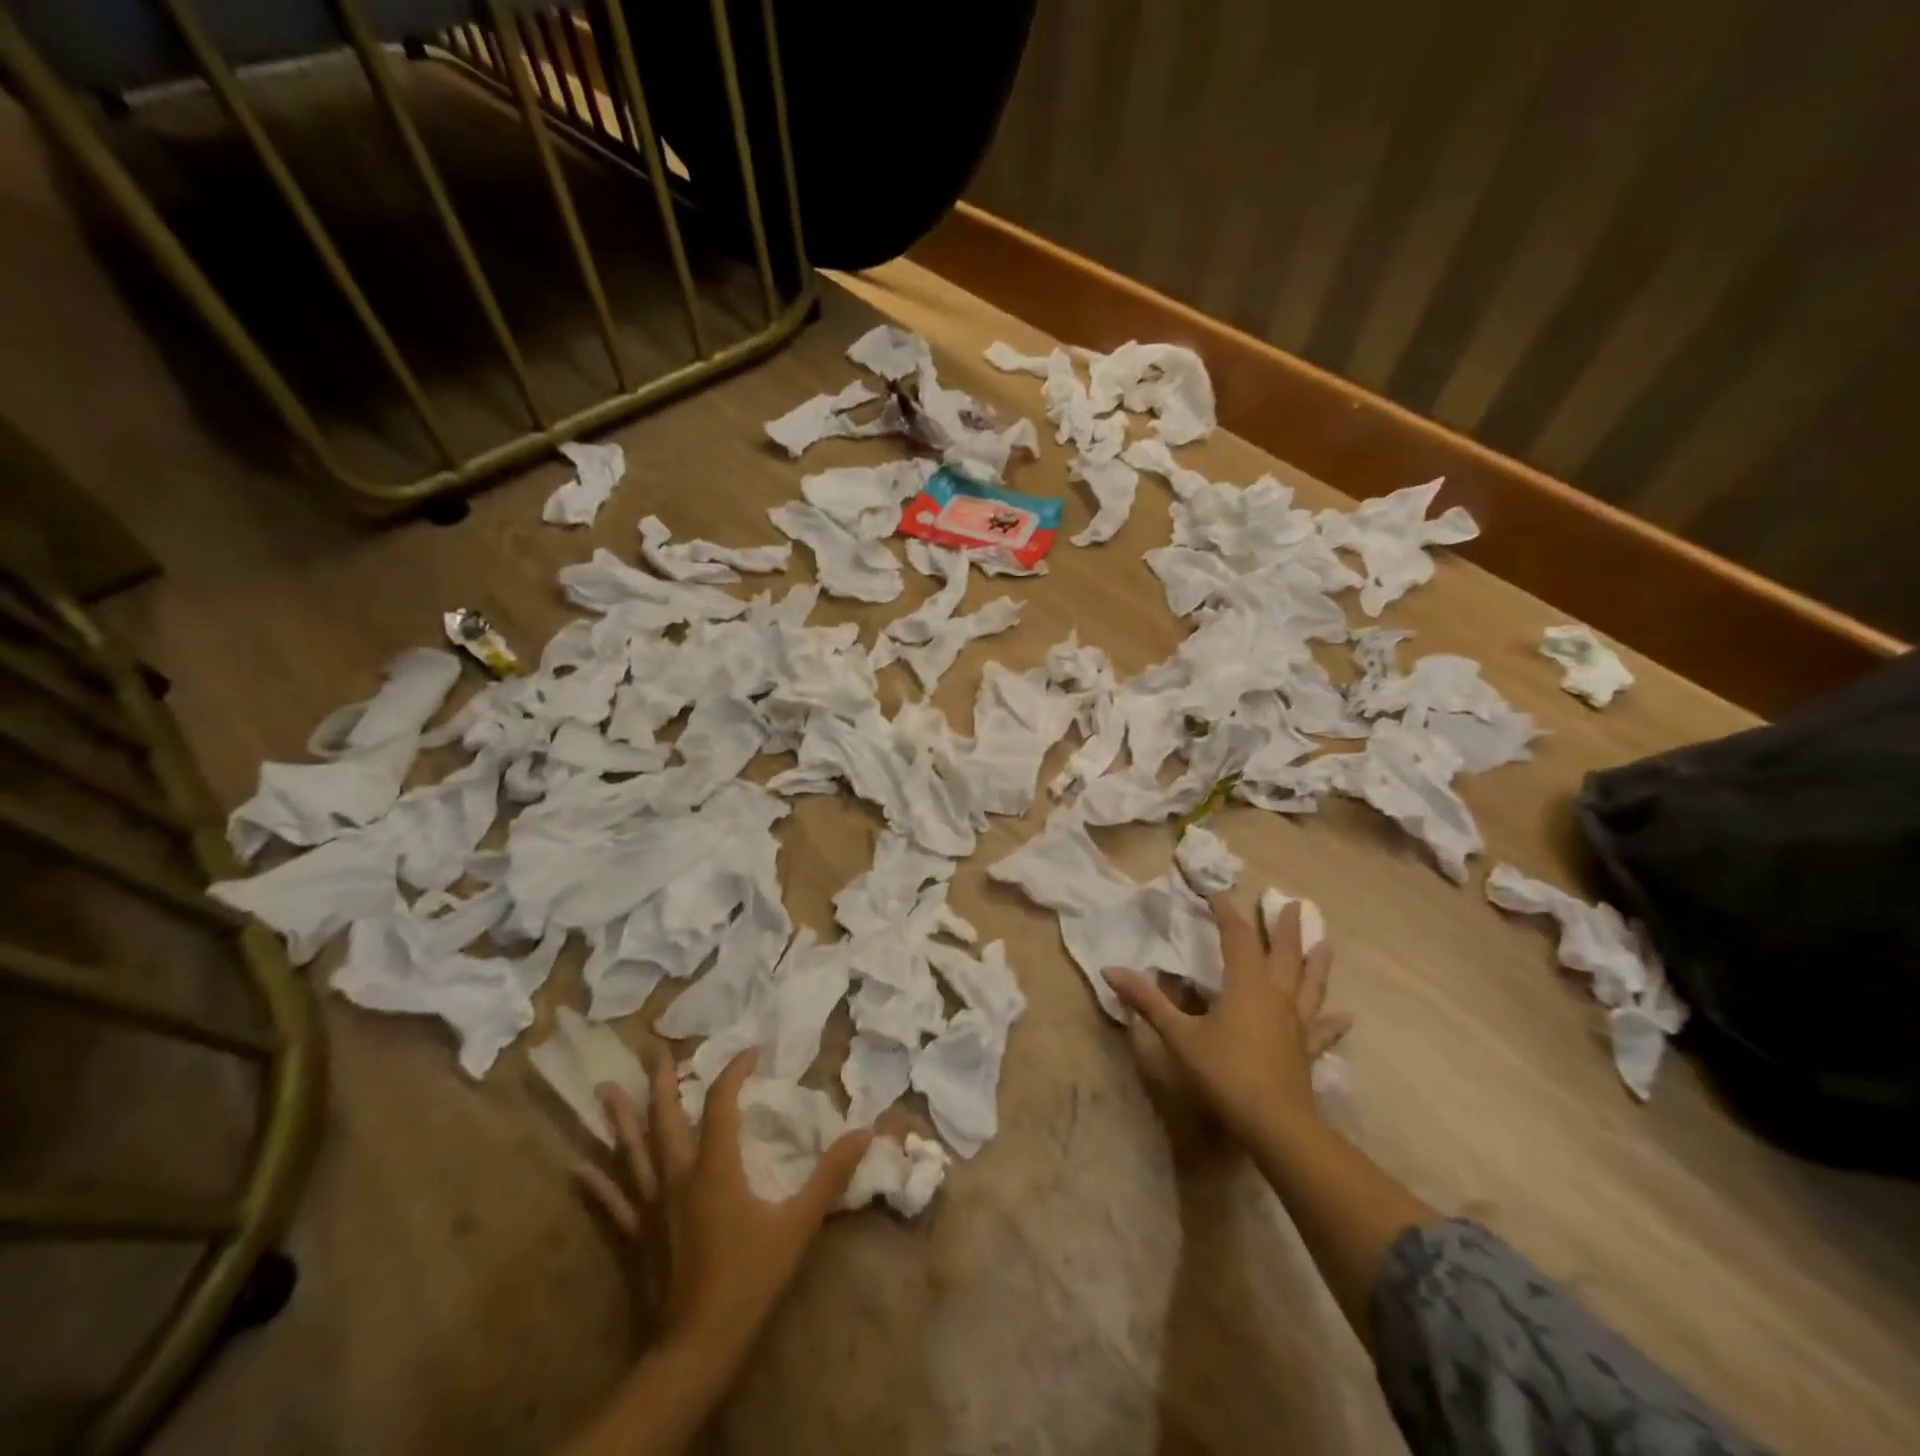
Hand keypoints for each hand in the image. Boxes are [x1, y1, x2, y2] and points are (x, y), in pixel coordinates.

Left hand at [577, 1048, 871, 1361]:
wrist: (694, 1350)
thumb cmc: (748, 1281)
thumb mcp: (798, 1226)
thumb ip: (830, 1177)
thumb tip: (865, 1132)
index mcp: (715, 1169)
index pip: (721, 1104)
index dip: (734, 1072)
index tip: (750, 1051)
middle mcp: (676, 1178)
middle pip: (665, 1119)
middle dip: (661, 1082)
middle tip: (654, 1050)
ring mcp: (650, 1208)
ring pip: (632, 1153)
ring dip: (620, 1120)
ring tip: (605, 1089)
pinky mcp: (634, 1238)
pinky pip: (612, 1204)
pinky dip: (597, 1184)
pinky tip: (578, 1168)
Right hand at [1105, 896, 1350, 1148]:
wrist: (1274, 1125)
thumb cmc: (1224, 1072)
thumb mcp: (1179, 1036)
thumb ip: (1148, 1002)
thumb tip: (1110, 970)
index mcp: (1246, 986)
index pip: (1238, 938)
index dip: (1228, 914)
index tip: (1219, 894)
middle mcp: (1276, 997)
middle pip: (1284, 955)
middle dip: (1286, 929)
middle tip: (1295, 905)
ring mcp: (1296, 1024)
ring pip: (1310, 986)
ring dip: (1317, 964)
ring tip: (1326, 945)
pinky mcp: (1306, 1051)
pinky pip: (1322, 1030)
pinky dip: (1333, 1022)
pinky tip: (1346, 1016)